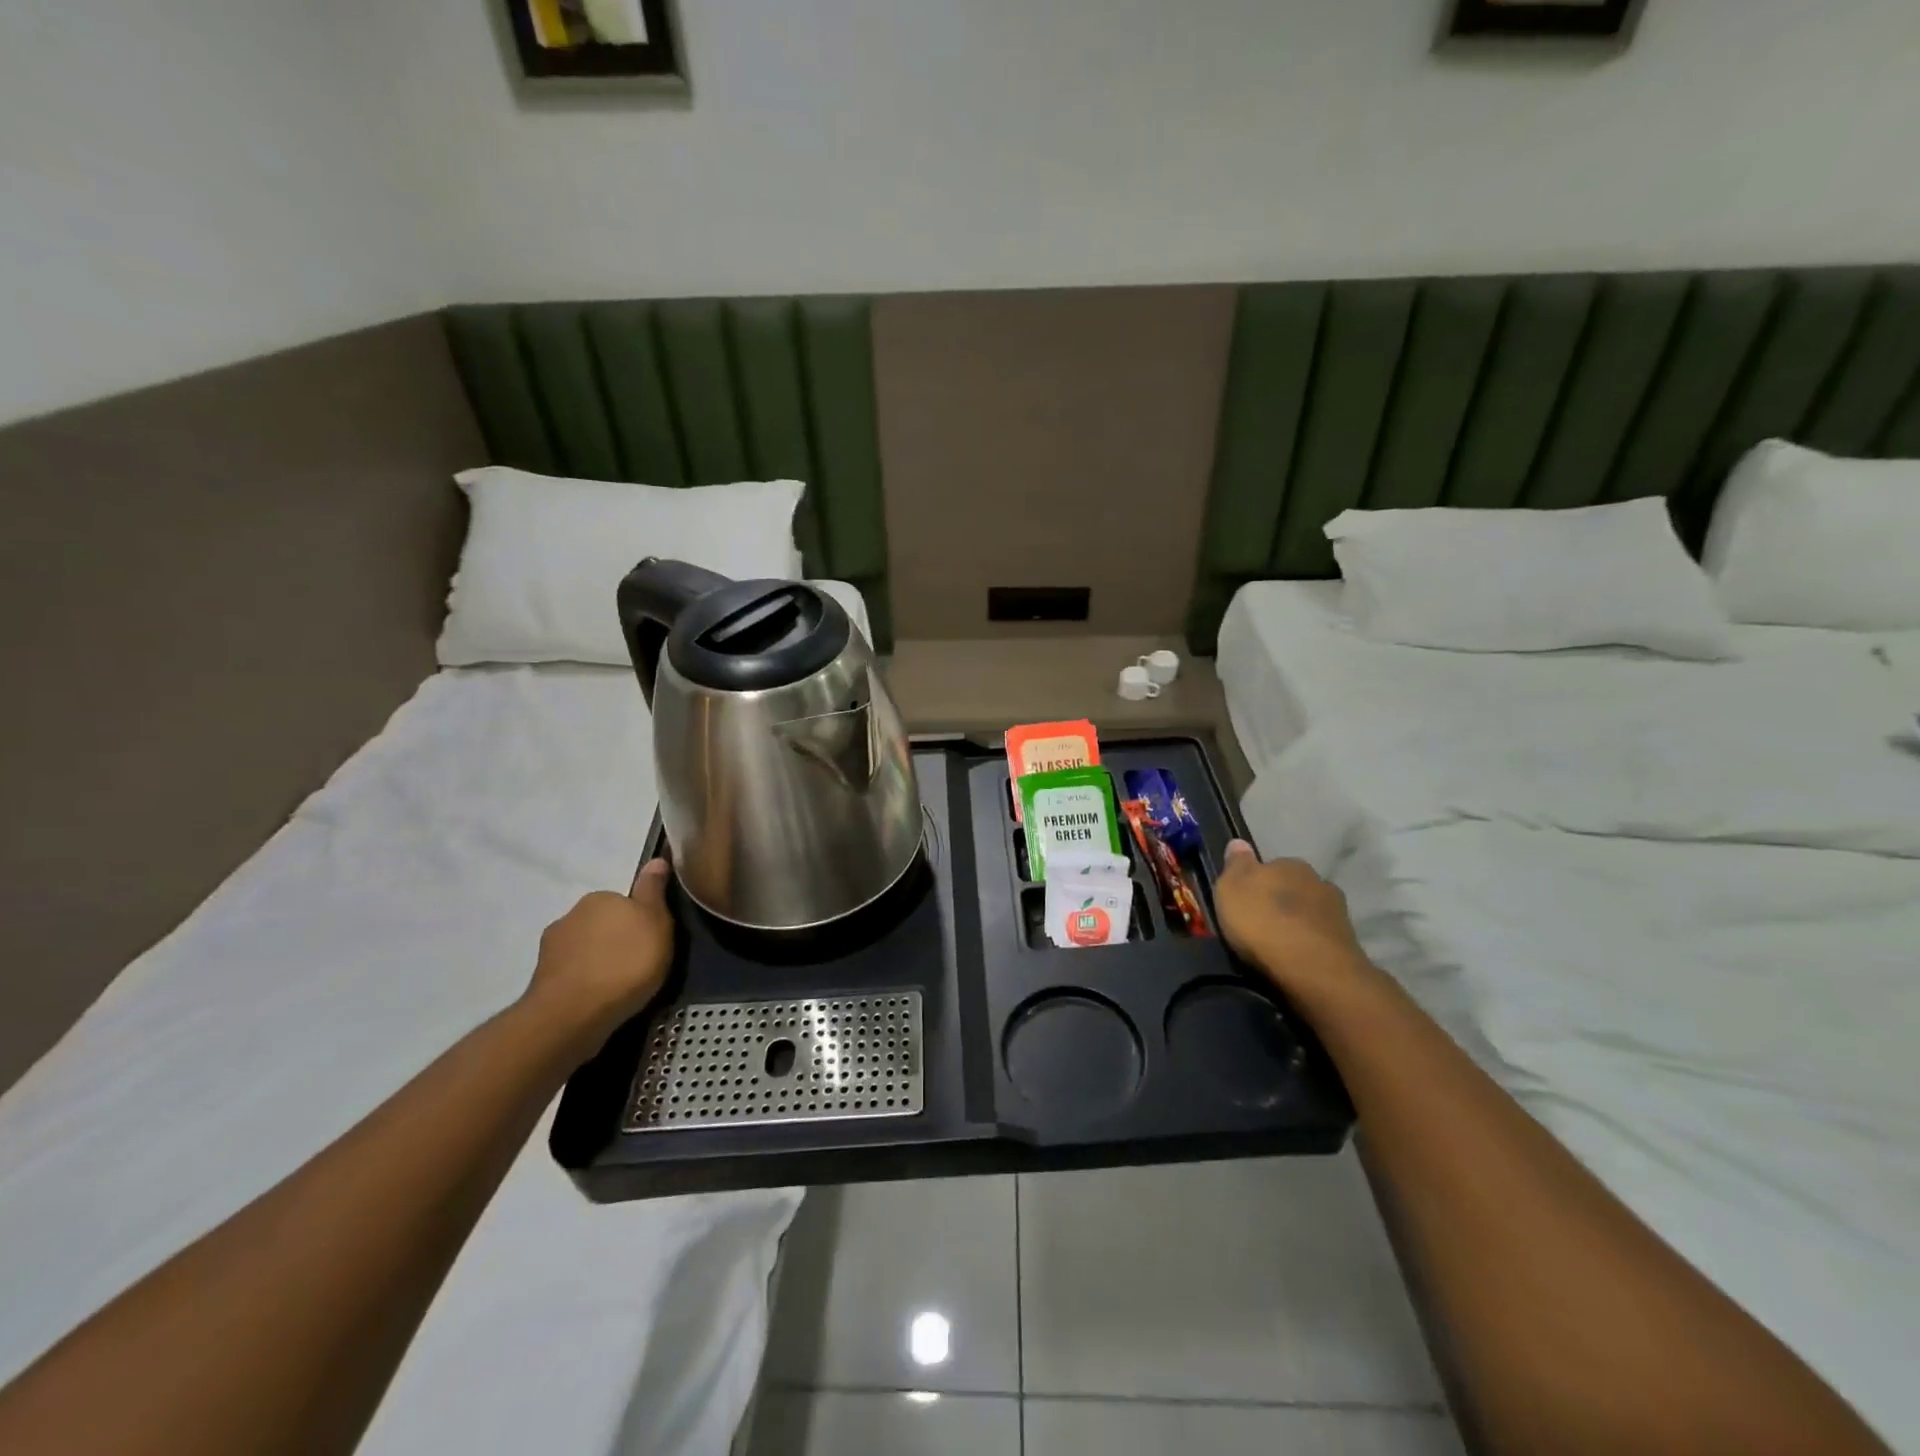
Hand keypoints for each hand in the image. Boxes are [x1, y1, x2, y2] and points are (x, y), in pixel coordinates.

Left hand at [523, 858, 675, 1048]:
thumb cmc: (626, 963)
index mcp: (600, 898)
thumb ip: (653, 891)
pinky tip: (597, 1000)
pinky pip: (571, 975)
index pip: (624, 902)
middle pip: (602, 924)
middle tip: (638, 964)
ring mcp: (551, 949)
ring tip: (617, 987)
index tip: (652, 941)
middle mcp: (571, 915)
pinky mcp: (541, 980)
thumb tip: (656, 859)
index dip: (640, 921)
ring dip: (597, 962)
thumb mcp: (656, 922)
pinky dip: (583, 983)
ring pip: (583, 949)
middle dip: (616, 940)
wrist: (573, 1014)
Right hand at [1213, 841, 1375, 1006]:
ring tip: (1277, 945)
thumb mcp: (1231, 888)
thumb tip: (1239, 843)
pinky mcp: (1348, 944)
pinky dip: (1308, 945)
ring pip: (1309, 913)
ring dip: (1296, 924)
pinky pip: (1319, 938)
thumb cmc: (1264, 922)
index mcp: (1289, 864)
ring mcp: (1337, 913)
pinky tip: (1295, 958)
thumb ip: (1236, 865)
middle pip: (1292, 888)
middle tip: (1259, 923)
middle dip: (1279, 902)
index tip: (1244, 900)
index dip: (1256, 882)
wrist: (1313, 969)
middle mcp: (1318, 881)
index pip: (1270, 866)